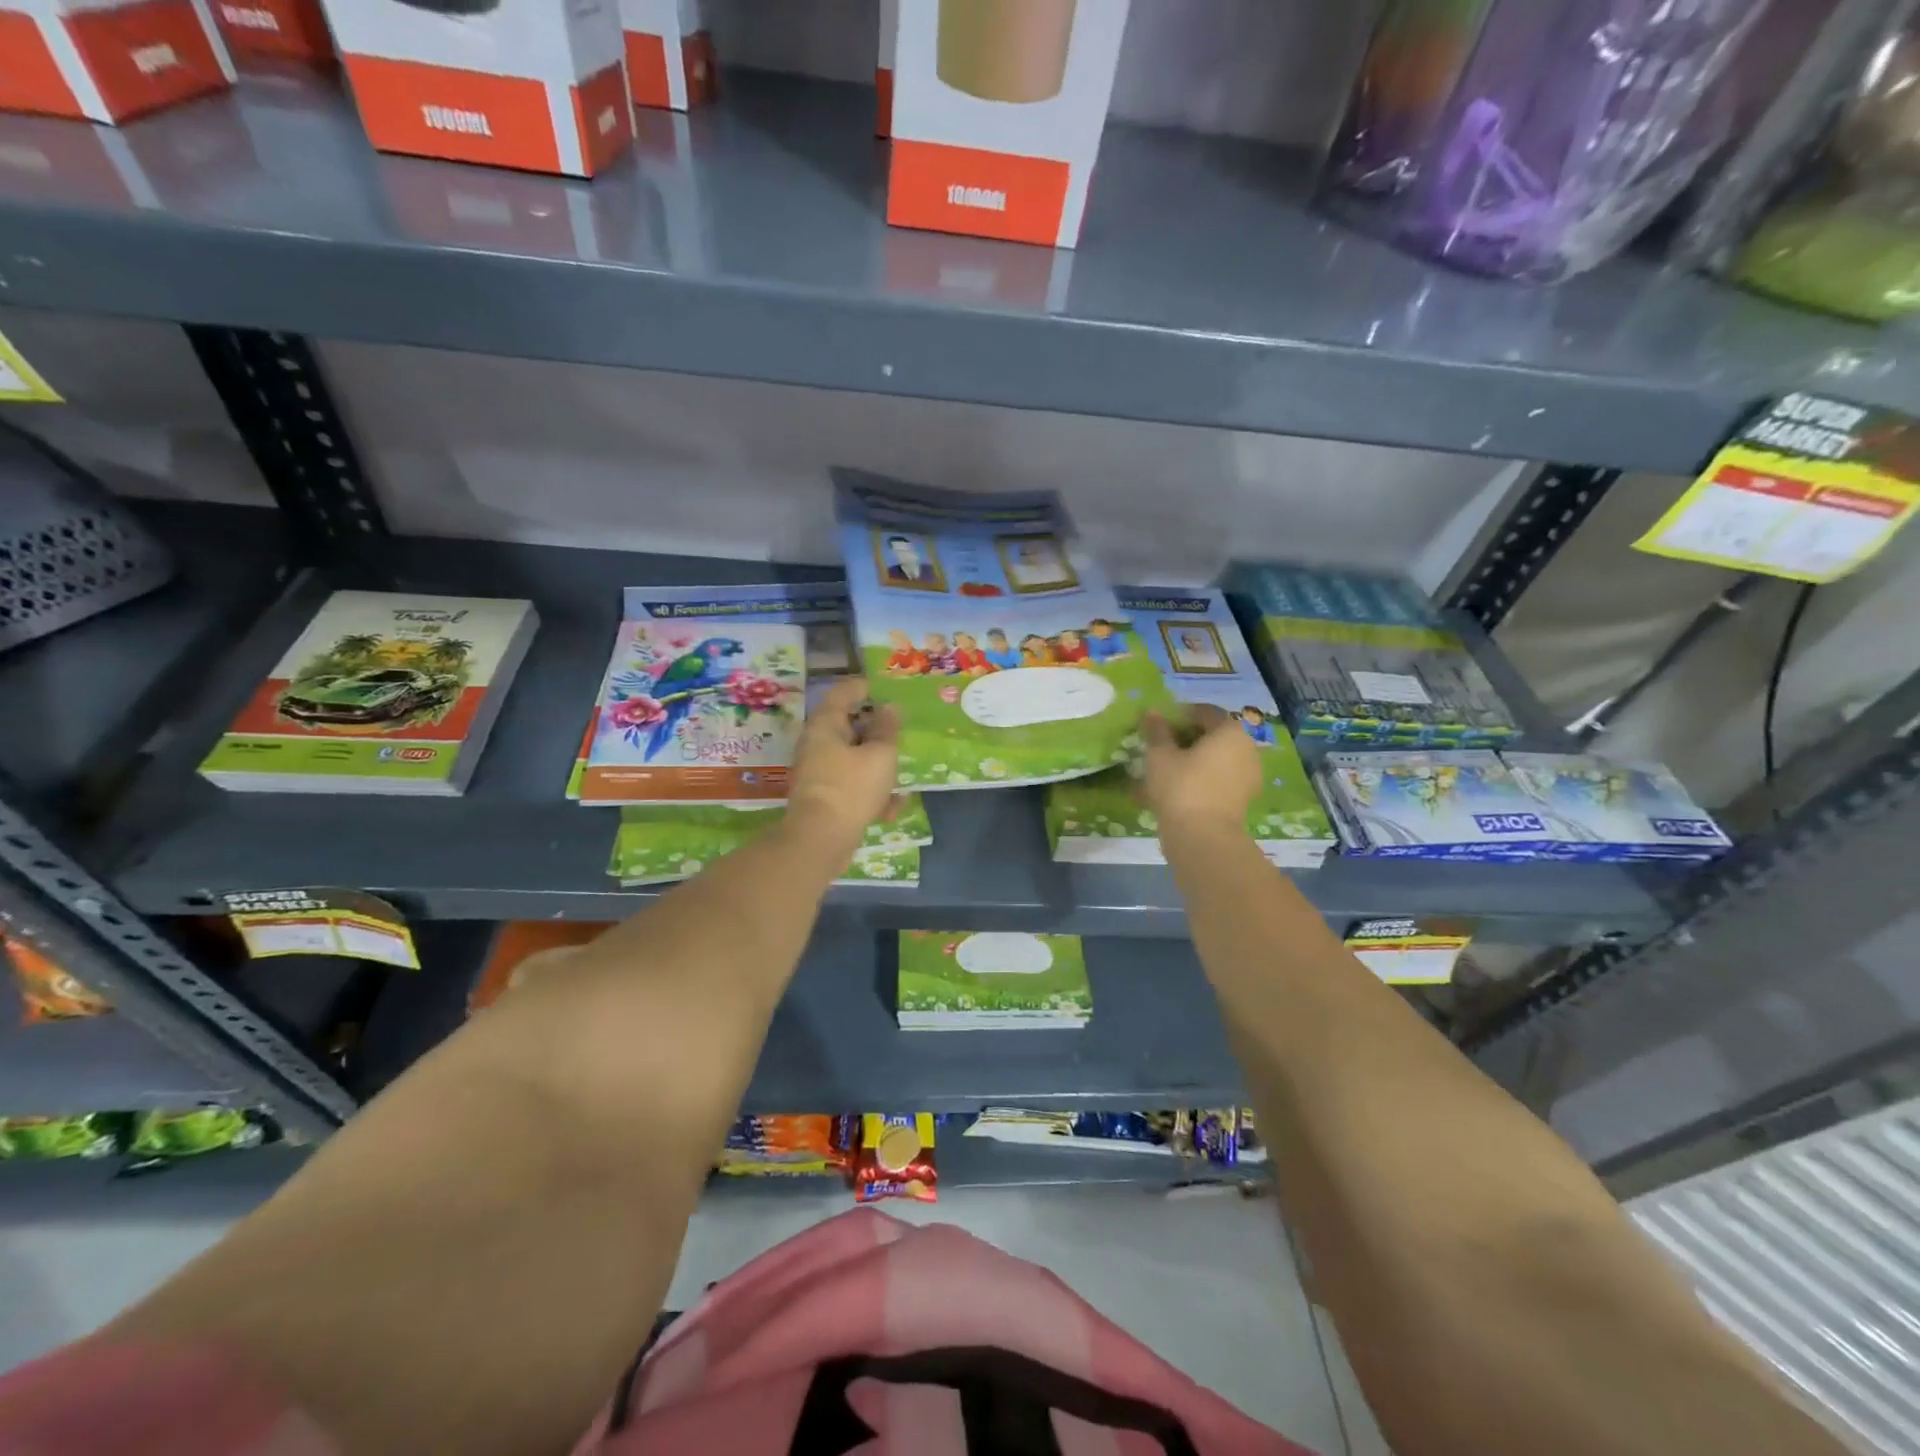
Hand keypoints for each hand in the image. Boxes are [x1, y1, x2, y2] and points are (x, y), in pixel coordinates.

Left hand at [785, 677, 900, 850]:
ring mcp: (818, 771)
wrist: (820, 839)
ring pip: (852, 757)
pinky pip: (851, 784)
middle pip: (848, 725)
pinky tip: (893, 807)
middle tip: (899, 730)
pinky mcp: (823, 797)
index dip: (865, 687)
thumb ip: (887, 729)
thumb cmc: (852, 788)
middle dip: (875, 728)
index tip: (885, 689)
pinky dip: (870, 790)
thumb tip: (889, 707)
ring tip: (901, 772)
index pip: (844, 692)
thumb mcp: (880, 755)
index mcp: (826, 724)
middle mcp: (817, 743)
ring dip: (876, 762)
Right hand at [1140, 706, 1259, 842]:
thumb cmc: (1181, 786)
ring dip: (1192, 760)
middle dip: (1186, 738)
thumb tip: (1151, 712)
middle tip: (1160, 747)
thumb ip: (1156, 730)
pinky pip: (1218, 780)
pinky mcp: (1242, 799)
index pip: (1205, 712)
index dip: (1179, 714)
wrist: (1202, 837)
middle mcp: (1246, 749)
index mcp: (1230, 731)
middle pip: (1213, 736)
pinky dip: (1199, 779)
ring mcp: (1248, 776)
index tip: (1158, 725)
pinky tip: (1175, 789)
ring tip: (1164, 770)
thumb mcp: (1160, 755)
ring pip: (1215, 760)